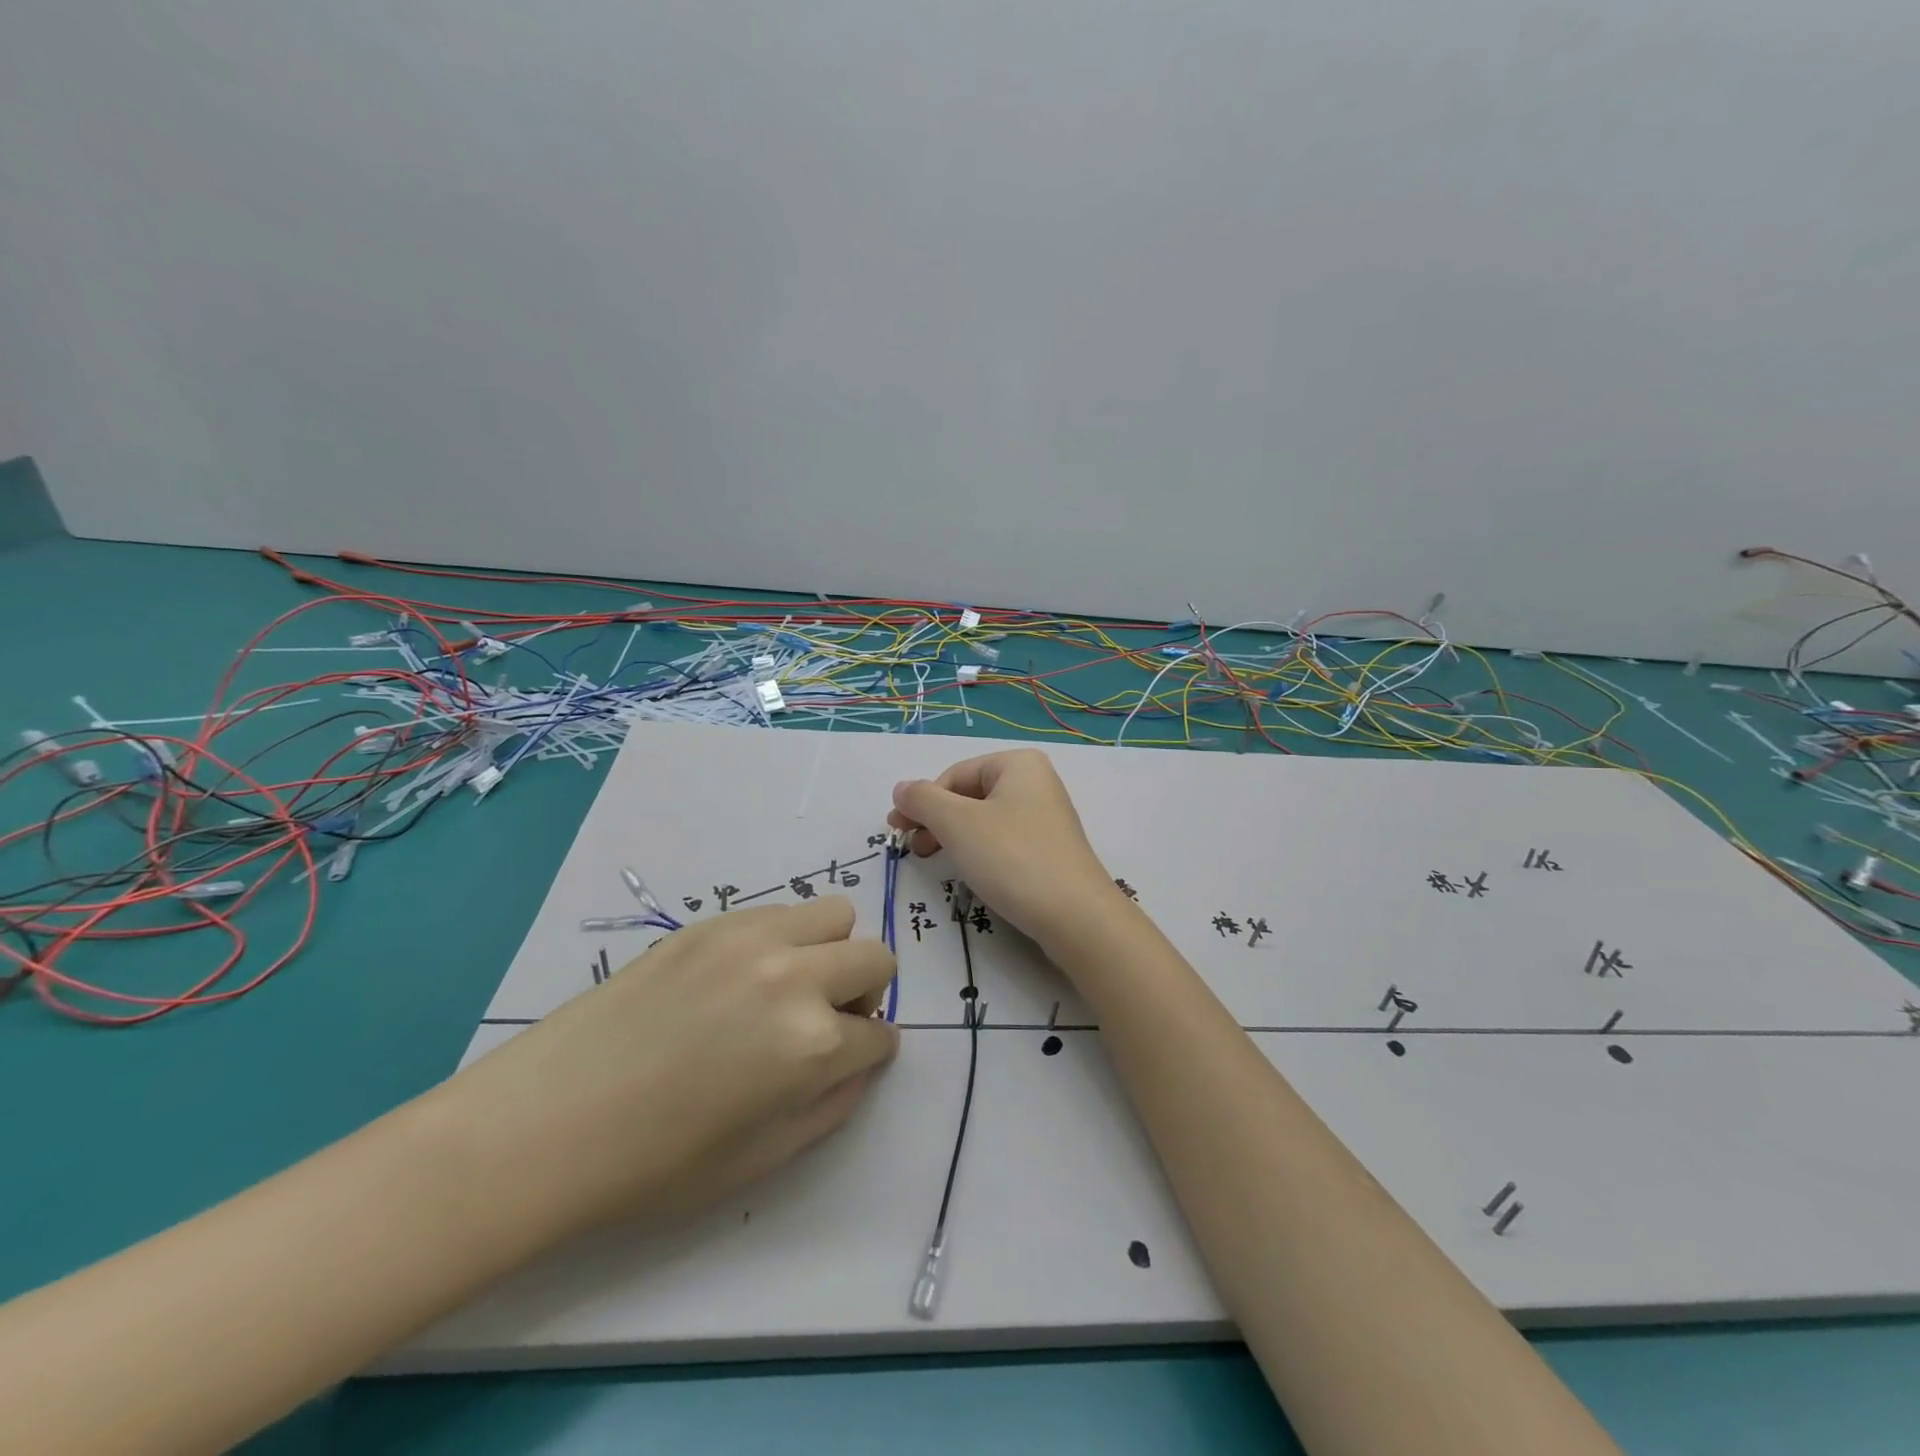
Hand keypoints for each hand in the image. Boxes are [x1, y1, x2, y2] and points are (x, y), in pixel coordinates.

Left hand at [447, 897, 898, 1240]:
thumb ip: (831, 1106)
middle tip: (826, 1022)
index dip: (871, 1053)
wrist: (548, 1122)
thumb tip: (861, 1062)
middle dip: (867, 995)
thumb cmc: (654, 1164)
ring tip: (789, 987)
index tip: (852, 1060)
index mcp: (811, 1046)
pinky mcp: (712, 923)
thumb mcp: (762, 1160)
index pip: (880, 1036)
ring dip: (830, 953)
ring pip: (836, 916)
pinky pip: (780, 912)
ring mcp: (751, 940)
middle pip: (877, 959)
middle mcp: (794, 978)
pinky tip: (740, 977)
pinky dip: (784, 939)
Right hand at [888, 748, 1125, 952]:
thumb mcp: (957, 824)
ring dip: (953, 837)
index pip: (954, 775)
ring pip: (984, 820)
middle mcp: (1036, 782)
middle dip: (936, 820)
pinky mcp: (1049, 849)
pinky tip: (970, 871)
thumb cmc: (1012, 858)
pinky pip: (1003, 840)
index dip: (922, 802)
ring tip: (933, 860)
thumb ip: (922, 800)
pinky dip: (979, 851)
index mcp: (1018, 764)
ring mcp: (1046, 817)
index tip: (897, 831)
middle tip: (911, 849)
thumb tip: (901, 788)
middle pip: (969, 795)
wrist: (1075, 916)